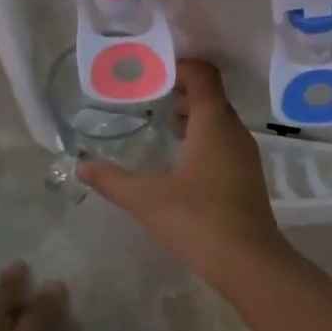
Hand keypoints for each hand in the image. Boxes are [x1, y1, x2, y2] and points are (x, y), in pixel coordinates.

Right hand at [79, 59, 288, 276]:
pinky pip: (225, 141)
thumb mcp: (148, 200)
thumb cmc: (199, 221)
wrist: (250, 263)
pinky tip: (181, 163)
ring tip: (162, 128)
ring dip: (193, 117)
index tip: (152, 75)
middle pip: (211, 96)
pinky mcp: (248, 175)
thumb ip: (112, 180)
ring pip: (219, 120)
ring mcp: (245, 154)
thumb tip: (81, 166)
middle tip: (149, 100)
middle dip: (181, 92)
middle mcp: (234, 131)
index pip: (204, 75)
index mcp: (213, 124)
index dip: (180, 67)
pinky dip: (203, 138)